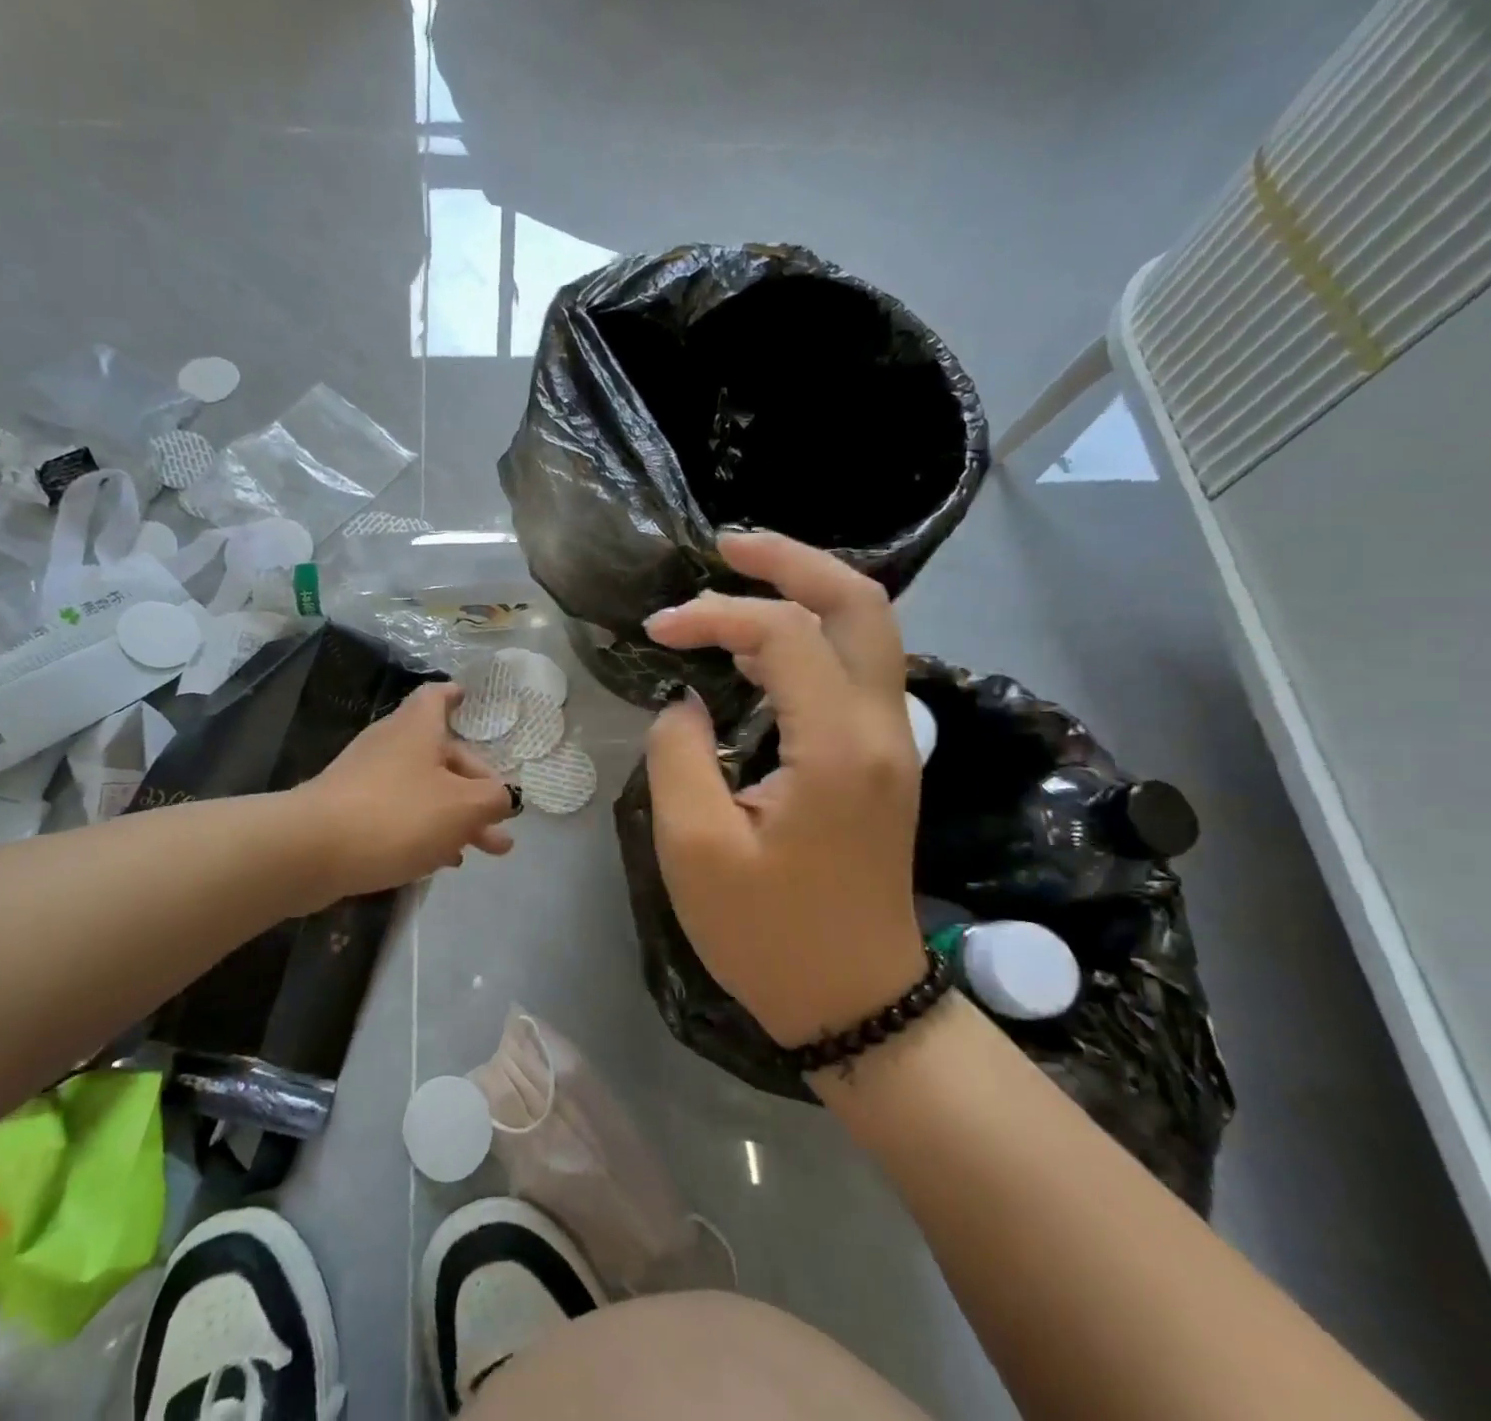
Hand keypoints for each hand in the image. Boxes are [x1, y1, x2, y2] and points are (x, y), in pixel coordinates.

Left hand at [300, 682, 516, 900]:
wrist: (311, 850)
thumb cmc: (397, 814)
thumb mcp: (463, 806)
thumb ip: (494, 799)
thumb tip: (505, 797)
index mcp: (418, 728)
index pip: (438, 697)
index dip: (457, 697)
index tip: (472, 702)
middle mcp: (391, 743)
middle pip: (442, 755)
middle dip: (477, 788)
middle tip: (503, 825)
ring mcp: (366, 778)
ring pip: (424, 789)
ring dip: (456, 816)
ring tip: (485, 850)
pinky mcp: (350, 811)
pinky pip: (398, 812)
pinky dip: (425, 829)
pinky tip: (441, 860)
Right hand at [643, 532, 923, 1046]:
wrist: (855, 1003)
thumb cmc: (768, 934)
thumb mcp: (695, 848)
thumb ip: (679, 755)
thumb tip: (685, 701)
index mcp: (839, 747)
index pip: (784, 634)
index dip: (715, 613)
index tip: (657, 630)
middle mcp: (883, 729)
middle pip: (861, 603)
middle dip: (792, 560)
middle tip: (726, 546)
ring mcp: (893, 744)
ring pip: (867, 631)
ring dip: (802, 596)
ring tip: (730, 590)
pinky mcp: (882, 761)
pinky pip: (855, 670)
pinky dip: (807, 639)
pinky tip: (756, 651)